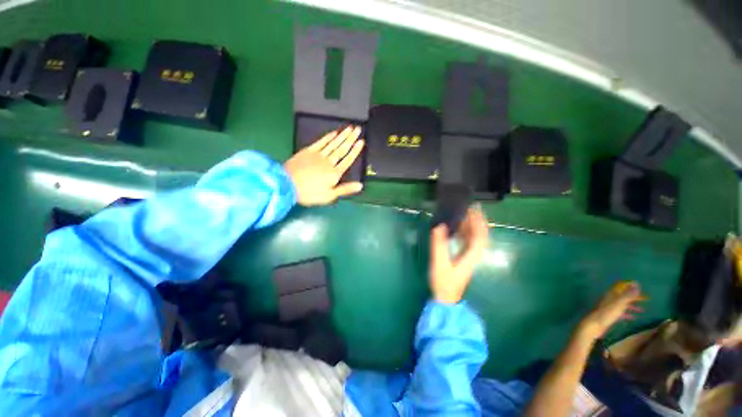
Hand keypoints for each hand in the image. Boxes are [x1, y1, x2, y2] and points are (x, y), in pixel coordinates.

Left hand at [284, 126, 364, 205]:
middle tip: (358, 129)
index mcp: (335, 173)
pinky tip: (334, 133)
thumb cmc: (310, 193)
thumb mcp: (329, 196)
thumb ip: (345, 189)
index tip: (361, 141)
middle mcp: (329, 162)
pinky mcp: (308, 151)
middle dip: (350, 139)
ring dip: (342, 136)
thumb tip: (361, 185)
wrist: (287, 184)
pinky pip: (320, 142)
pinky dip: (328, 137)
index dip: (355, 151)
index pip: (347, 160)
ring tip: (350, 128)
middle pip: (342, 149)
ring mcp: (318, 155)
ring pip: (333, 144)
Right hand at [429, 208, 488, 303]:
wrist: (445, 297)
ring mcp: (469, 256)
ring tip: (464, 213)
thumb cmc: (444, 281)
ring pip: (474, 237)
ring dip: (471, 224)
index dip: (478, 221)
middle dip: (477, 220)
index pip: (480, 235)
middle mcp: (473, 254)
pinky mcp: (463, 257)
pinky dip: (465, 231)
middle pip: (480, 234)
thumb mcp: (440, 263)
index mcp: (471, 255)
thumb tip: (440, 226)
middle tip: (470, 207)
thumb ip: (439, 245)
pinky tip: (458, 227)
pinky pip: (468, 240)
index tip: (474, 209)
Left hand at [579, 281, 645, 340]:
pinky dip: (627, 314)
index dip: (631, 288)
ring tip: (642, 310)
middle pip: (623, 297)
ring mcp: (609, 308)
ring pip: (622, 305)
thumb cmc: (608, 313)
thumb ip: (628, 294)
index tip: (642, 289)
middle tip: (645, 300)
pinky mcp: (609, 316)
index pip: (622, 288)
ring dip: (632, 306)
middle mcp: (610, 299)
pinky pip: (620, 313)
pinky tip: (633, 318)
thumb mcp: (620, 303)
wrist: (595, 324)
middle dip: (633, 298)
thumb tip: (637, 283)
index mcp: (611, 295)